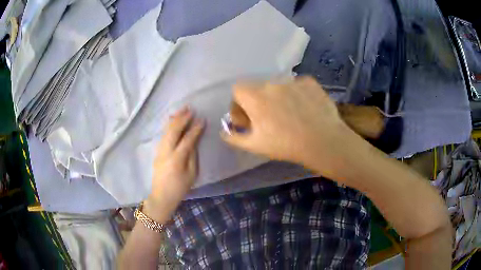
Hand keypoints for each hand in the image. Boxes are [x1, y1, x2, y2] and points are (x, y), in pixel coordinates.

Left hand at [144, 107, 204, 222]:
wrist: (161, 196)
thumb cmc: (180, 188)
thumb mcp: (191, 174)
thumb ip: (192, 156)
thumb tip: (194, 140)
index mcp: (177, 159)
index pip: (187, 139)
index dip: (195, 129)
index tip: (202, 119)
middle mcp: (166, 152)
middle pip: (174, 131)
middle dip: (182, 119)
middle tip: (190, 109)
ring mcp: (160, 151)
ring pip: (166, 131)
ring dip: (174, 119)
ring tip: (182, 110)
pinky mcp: (157, 151)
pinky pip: (163, 135)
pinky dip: (168, 125)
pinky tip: (172, 120)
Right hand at [221, 76, 357, 178]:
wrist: (322, 141)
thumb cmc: (285, 145)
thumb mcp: (255, 145)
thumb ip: (234, 137)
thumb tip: (223, 132)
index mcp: (255, 96)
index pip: (237, 89)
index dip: (238, 104)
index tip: (247, 118)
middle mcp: (272, 83)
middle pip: (258, 88)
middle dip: (258, 102)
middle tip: (268, 119)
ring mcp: (292, 80)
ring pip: (278, 87)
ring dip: (278, 98)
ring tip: (290, 115)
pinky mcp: (309, 82)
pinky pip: (297, 85)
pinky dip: (297, 94)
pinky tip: (305, 109)